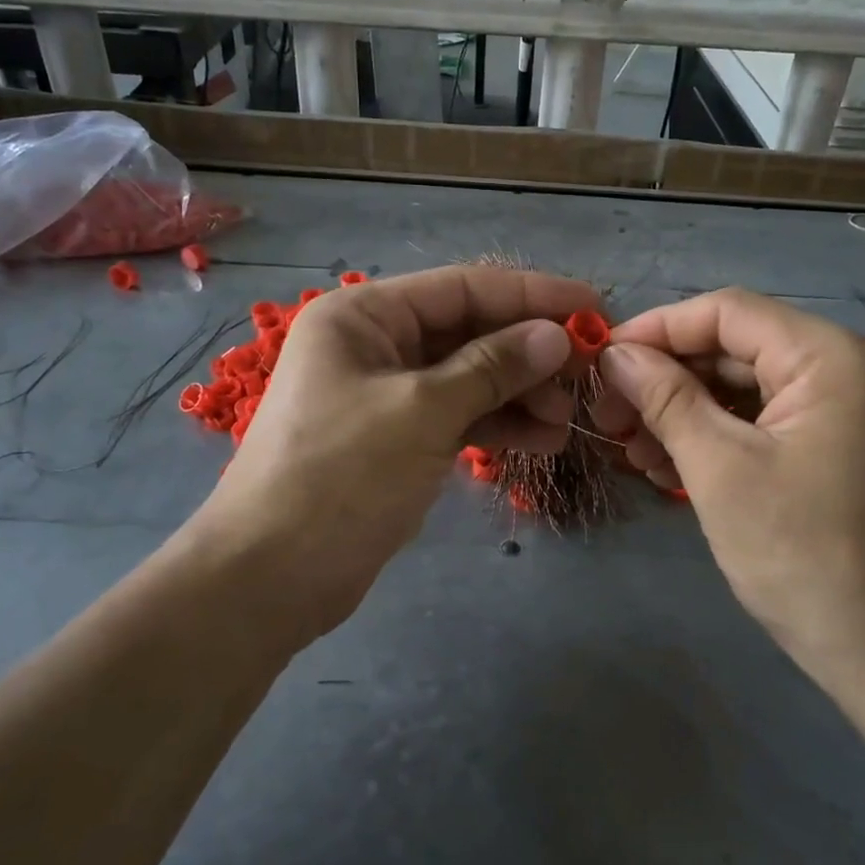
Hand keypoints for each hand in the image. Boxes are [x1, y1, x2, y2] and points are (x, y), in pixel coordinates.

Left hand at [199, 266, 597, 631]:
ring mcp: (385, 394)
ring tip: (567, 420)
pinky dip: (496, 426)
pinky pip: (456, 417)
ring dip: (519, 394)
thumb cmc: (340, 476)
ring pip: (468, 378)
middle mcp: (374, 344)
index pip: (463, 288)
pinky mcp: (396, 439)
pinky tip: (541, 441)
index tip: (594, 308)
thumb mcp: (422, 412)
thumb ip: (492, 367)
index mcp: (365, 316)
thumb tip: (555, 335)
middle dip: (528, 353)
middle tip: (586, 377)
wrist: (271, 577)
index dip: (532, 296)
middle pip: (468, 332)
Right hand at [591, 288, 864, 687]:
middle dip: (666, 380)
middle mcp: (849, 367)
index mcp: (831, 356)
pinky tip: (671, 466)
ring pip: (748, 389)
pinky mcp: (844, 448)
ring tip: (632, 452)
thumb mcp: (720, 469)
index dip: (655, 330)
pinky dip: (719, 438)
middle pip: (736, 350)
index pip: (726, 313)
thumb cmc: (805, 556)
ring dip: (685, 413)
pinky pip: (769, 423)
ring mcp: (851, 410)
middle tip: (609, 418)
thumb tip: (616, 355)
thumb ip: (665, 399)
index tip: (600, 362)